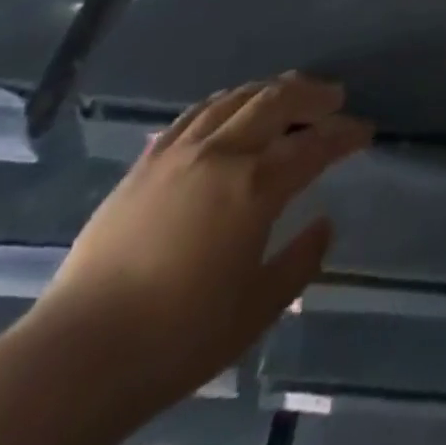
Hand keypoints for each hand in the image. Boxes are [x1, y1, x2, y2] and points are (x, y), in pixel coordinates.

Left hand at [34, 75, 370, 410]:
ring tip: (287, 93)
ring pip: (235, 98)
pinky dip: (223, 103)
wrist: (80, 354)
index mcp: (255, 187)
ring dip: (268, 90)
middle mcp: (221, 154)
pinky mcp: (146, 162)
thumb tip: (324, 224)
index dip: (344, 133)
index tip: (364, 131)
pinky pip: (194, 114)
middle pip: (276, 101)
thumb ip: (299, 262)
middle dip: (312, 94)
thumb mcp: (255, 310)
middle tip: (334, 96)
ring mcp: (180, 152)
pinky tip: (228, 109)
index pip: (314, 145)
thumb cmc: (178, 338)